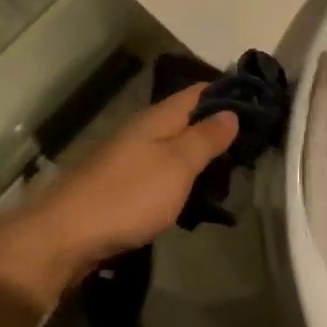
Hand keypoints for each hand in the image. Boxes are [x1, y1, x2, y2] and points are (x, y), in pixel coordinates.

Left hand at [0, 85, 237, 309]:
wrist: (67, 234)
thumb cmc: (129, 195)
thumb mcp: (177, 165)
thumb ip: (206, 138)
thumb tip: (230, 111)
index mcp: (158, 117)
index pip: (198, 92)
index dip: (227, 93)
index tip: (259, 103)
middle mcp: (143, 130)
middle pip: (186, 119)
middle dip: (217, 127)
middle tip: (253, 145)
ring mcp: (130, 157)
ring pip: (174, 146)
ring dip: (200, 155)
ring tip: (233, 172)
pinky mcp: (123, 185)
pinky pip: (161, 171)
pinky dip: (182, 177)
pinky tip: (195, 194)